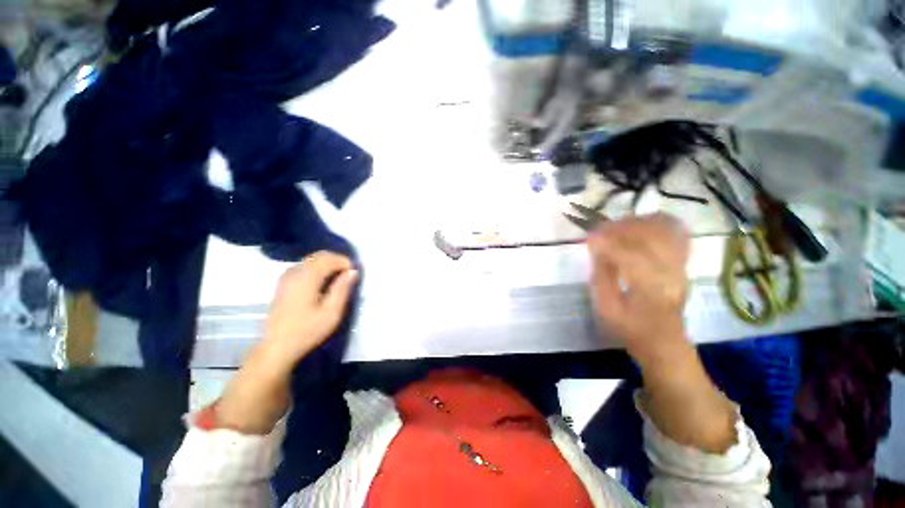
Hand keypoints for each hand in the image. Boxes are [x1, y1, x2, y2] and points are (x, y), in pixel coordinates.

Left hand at [261, 251, 357, 371]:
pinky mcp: (284, 283)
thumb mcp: (331, 312)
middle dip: (337, 261)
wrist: (276, 347)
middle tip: (349, 276)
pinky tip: (323, 283)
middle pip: (320, 255)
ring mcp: (287, 276)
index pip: (330, 258)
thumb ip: (342, 289)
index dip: (346, 262)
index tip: (355, 275)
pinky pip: (304, 266)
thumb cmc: (307, 331)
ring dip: (328, 264)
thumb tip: (353, 271)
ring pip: (312, 260)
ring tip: (339, 279)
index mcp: (307, 277)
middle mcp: (295, 272)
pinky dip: (318, 269)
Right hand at [587, 212, 689, 362]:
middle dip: (621, 228)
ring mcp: (679, 266)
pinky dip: (658, 223)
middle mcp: (670, 273)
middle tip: (600, 230)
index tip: (589, 237)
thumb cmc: (630, 328)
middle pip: (650, 237)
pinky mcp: (682, 263)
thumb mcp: (606, 309)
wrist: (664, 341)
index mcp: (650, 290)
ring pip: (664, 230)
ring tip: (617, 226)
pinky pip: (675, 233)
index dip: (608, 243)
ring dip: (638, 223)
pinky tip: (640, 224)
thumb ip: (601, 276)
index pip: (630, 256)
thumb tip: (597, 248)